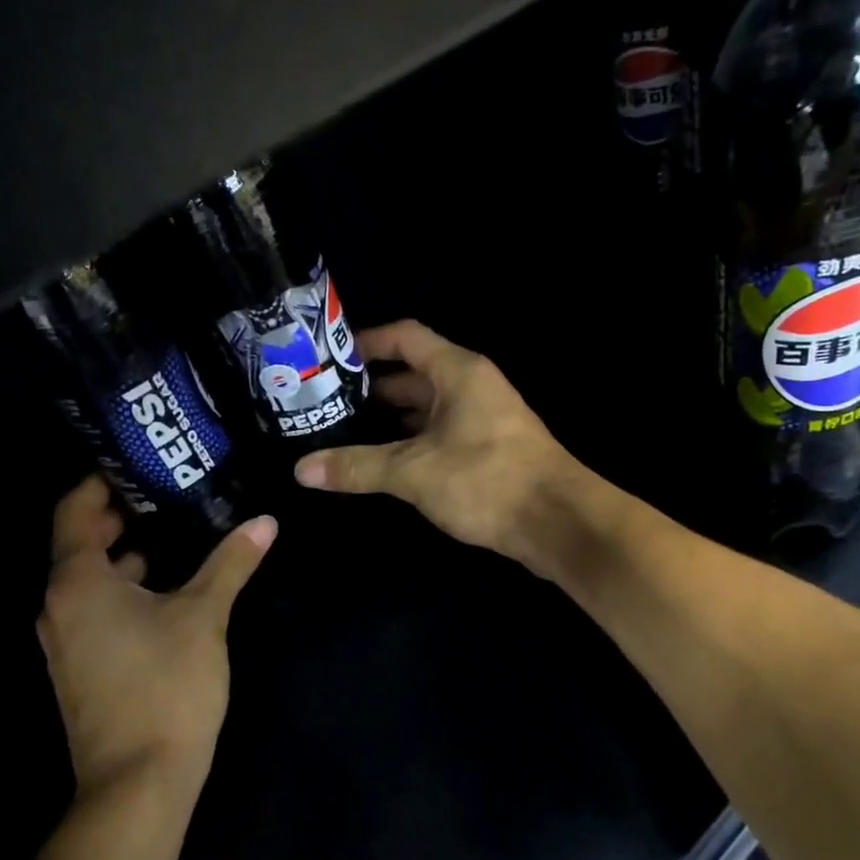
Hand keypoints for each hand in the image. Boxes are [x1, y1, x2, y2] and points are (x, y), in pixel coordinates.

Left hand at [37, 475, 276, 793]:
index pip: (75, 511)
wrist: (139, 781)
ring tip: (180, 531)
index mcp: (77, 582)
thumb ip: (231, 563)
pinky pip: (98, 609)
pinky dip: (127, 587)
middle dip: (124, 515)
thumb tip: (265, 521)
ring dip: (129, 554)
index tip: (139, 461)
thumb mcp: (204, 616)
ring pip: (93, 579)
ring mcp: (67, 640)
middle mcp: (59, 606)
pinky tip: (172, 588)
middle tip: (171, 490)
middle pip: (82, 543)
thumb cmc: (166, 686)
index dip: (102, 481)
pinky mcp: (82, 667)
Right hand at [291, 320, 586, 568]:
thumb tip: (301, 470)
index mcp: (458, 372)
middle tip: (325, 403)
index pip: (406, 337)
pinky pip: (440, 436)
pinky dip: (412, 444)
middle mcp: (472, 388)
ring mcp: (483, 420)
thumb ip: (358, 467)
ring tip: (344, 433)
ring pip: (427, 409)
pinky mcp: (489, 452)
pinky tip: (383, 464)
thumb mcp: (414, 471)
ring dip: (390, 420)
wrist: (558, 523)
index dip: (367, 341)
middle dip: (371, 388)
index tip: (328, 358)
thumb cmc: (486, 480)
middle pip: (413, 374)